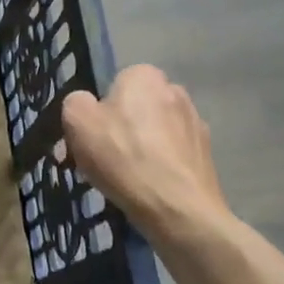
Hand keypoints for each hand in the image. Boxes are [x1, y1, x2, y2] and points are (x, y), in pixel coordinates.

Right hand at [62, 65, 230, 238]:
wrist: (177, 208)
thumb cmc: (122, 156)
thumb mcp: (77, 120)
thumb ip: (76, 102)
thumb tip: (86, 105)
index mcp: (145, 75)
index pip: (115, 84)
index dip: (99, 110)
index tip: (91, 136)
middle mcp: (176, 91)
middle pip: (136, 108)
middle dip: (121, 129)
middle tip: (103, 159)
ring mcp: (196, 124)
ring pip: (155, 133)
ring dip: (141, 149)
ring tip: (125, 180)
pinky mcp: (207, 155)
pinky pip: (172, 156)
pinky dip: (160, 168)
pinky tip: (148, 189)